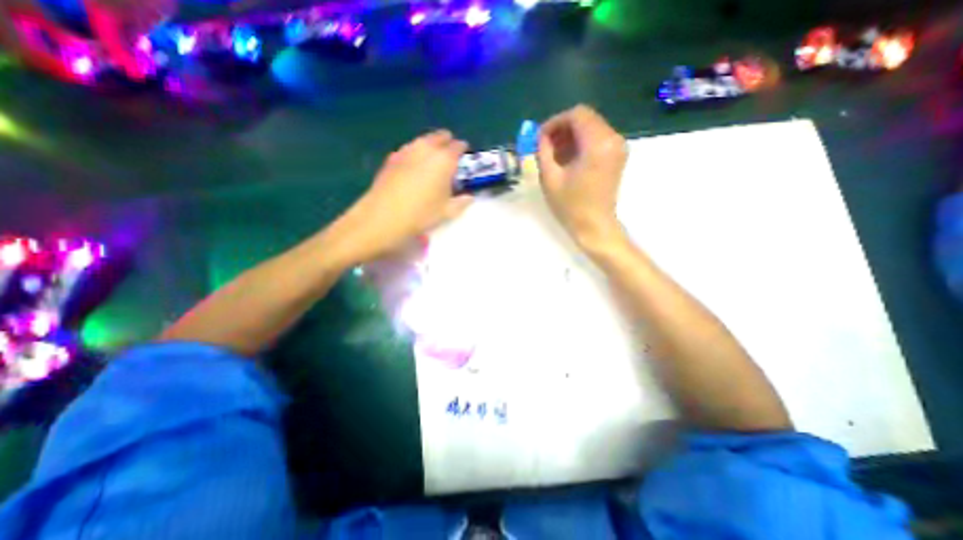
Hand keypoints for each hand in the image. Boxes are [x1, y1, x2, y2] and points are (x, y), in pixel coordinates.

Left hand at [339, 129, 473, 261]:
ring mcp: (407, 151)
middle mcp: (426, 149)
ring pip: (422, 140)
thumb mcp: (446, 212)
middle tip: (449, 154)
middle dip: (446, 141)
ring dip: (430, 145)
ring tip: (432, 158)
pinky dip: (415, 153)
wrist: (384, 216)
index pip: (458, 146)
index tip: (464, 154)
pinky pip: (408, 149)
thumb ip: (461, 202)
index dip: (463, 149)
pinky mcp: (392, 158)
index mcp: (444, 160)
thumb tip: (469, 197)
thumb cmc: (421, 214)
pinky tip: (413, 165)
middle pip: (439, 136)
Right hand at [538, 106, 628, 249]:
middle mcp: (613, 139)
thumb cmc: (571, 206)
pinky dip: (581, 143)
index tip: (541, 137)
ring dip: (571, 136)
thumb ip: (543, 151)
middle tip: (545, 146)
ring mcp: (617, 147)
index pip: (577, 115)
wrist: (595, 226)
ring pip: (591, 127)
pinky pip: (597, 138)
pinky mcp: (616, 156)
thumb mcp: (550, 178)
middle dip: (562, 129)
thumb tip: (540, 136)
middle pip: (585, 119)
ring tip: (554, 154)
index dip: (555, 122)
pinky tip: (567, 159)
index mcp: (597, 144)